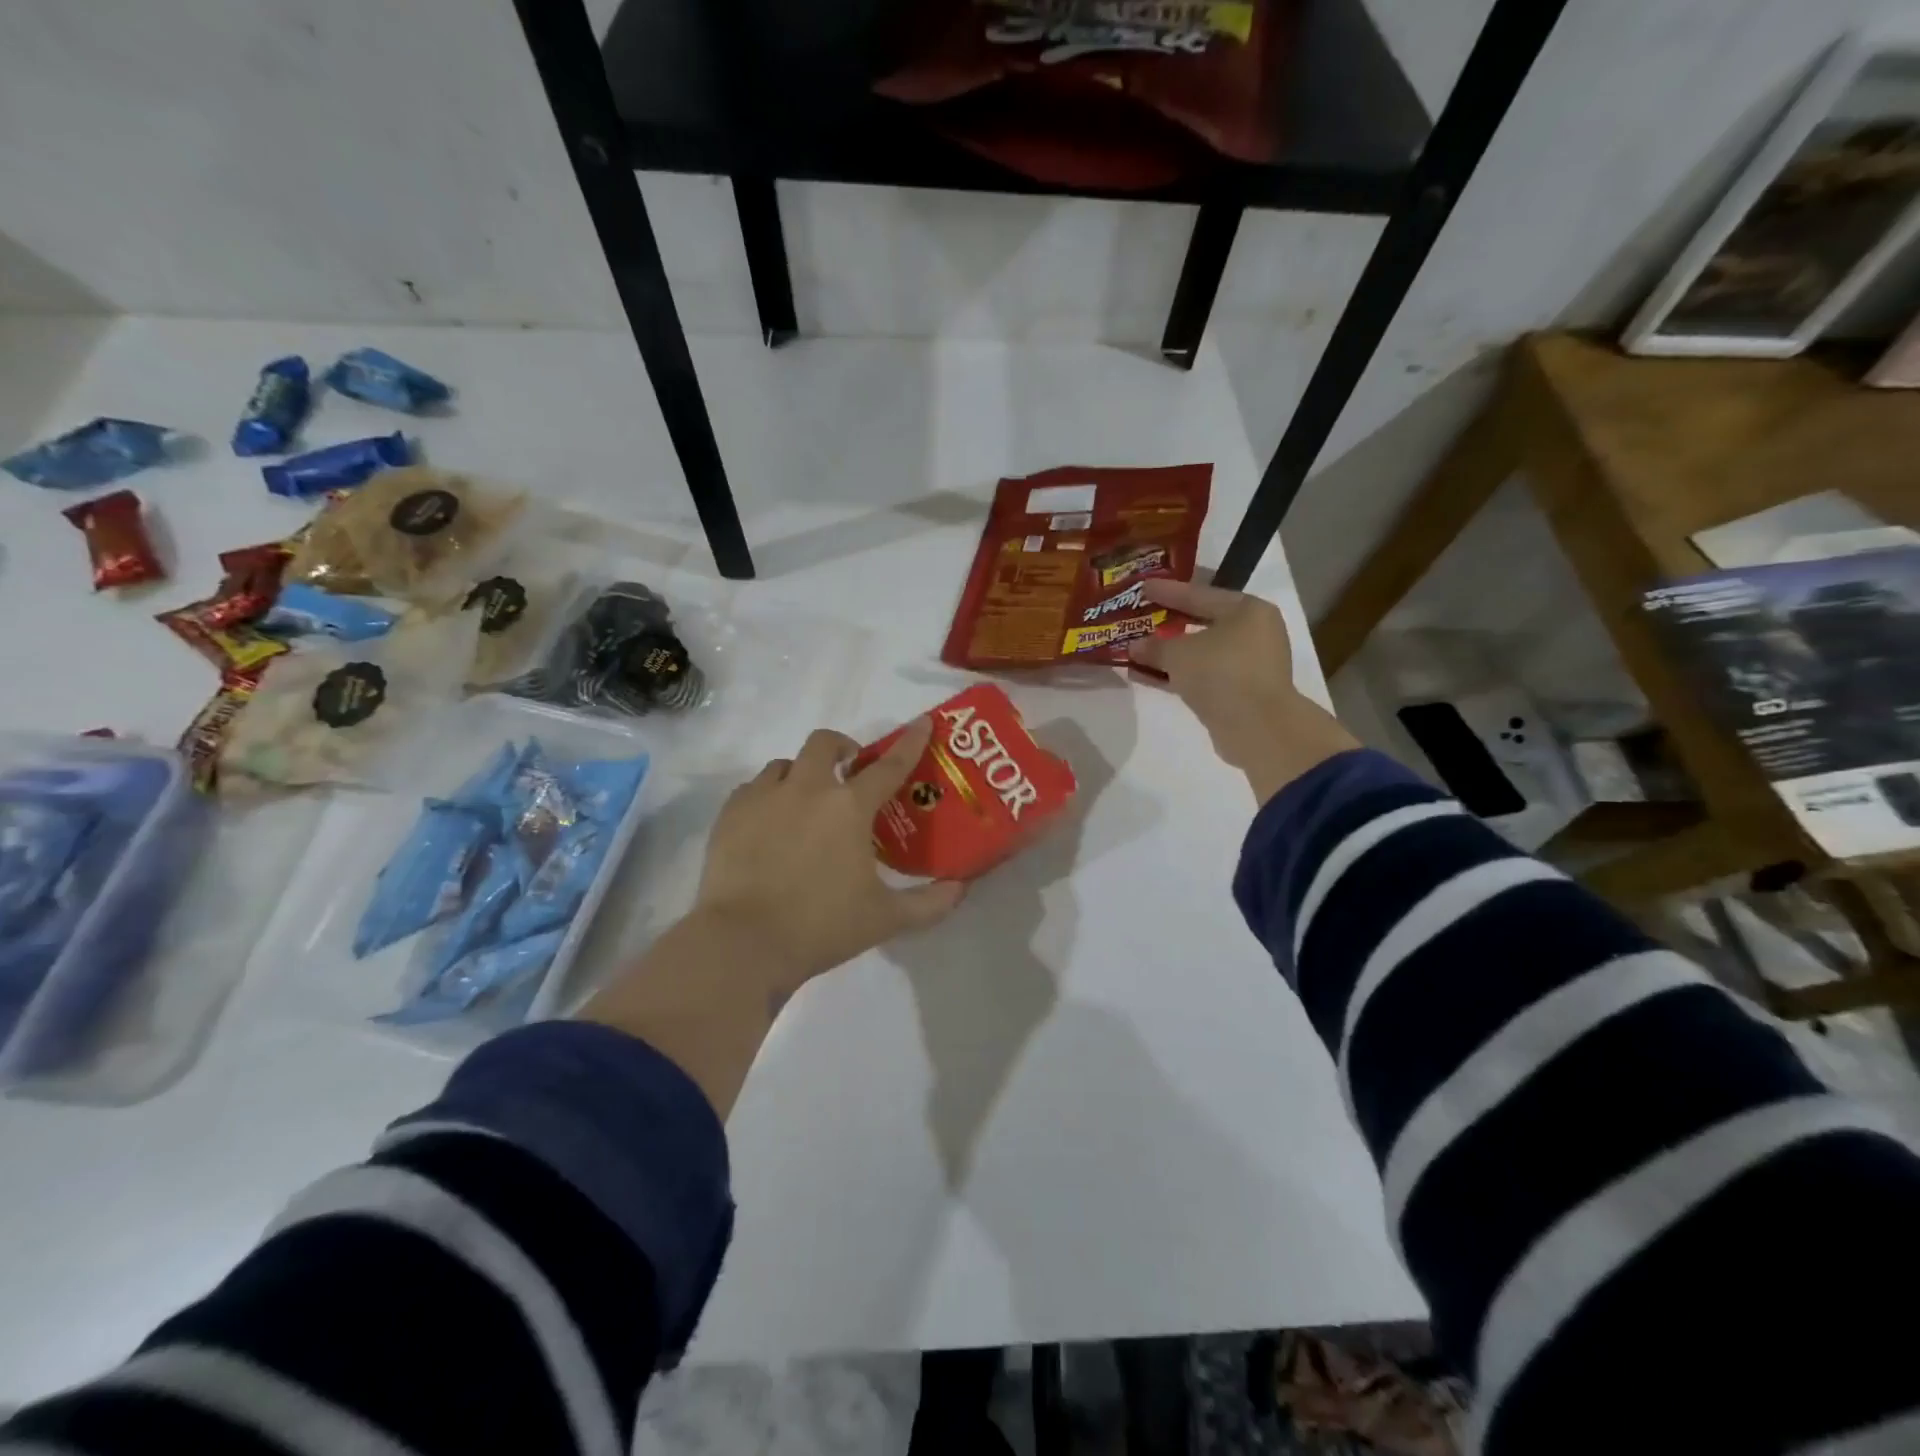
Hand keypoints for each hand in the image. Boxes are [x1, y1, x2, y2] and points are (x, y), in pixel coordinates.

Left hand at [692, 719, 966, 992]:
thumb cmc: (822, 926)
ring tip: (804, 802)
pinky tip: (769, 824)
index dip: (910, 742)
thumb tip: (961, 888)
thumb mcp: (886, 919)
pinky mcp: (730, 814)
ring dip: (800, 773)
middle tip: (848, 770)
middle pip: (824, 743)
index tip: (922, 722)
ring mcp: (763, 797)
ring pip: (784, 764)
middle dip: (840, 747)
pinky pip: (752, 789)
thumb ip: (929, 903)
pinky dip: (766, 796)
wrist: (743, 943)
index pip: (888, 766)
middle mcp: (807, 789)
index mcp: (849, 808)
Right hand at [1128, 578, 1357, 805]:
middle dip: (1167, 624)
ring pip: (1200, 652)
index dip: (1167, 591)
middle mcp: (1253, 632)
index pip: (1200, 593)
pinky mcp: (1239, 692)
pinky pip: (1202, 675)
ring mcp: (1248, 664)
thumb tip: (1133, 646)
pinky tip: (1147, 676)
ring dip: (1169, 654)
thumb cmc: (1221, 673)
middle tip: (1140, 617)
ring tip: (1136, 651)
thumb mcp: (1178, 654)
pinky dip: (1178, 675)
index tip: (1142, 587)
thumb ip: (1153, 646)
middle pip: (1202, 622)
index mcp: (1247, 610)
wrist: (1257, 727)